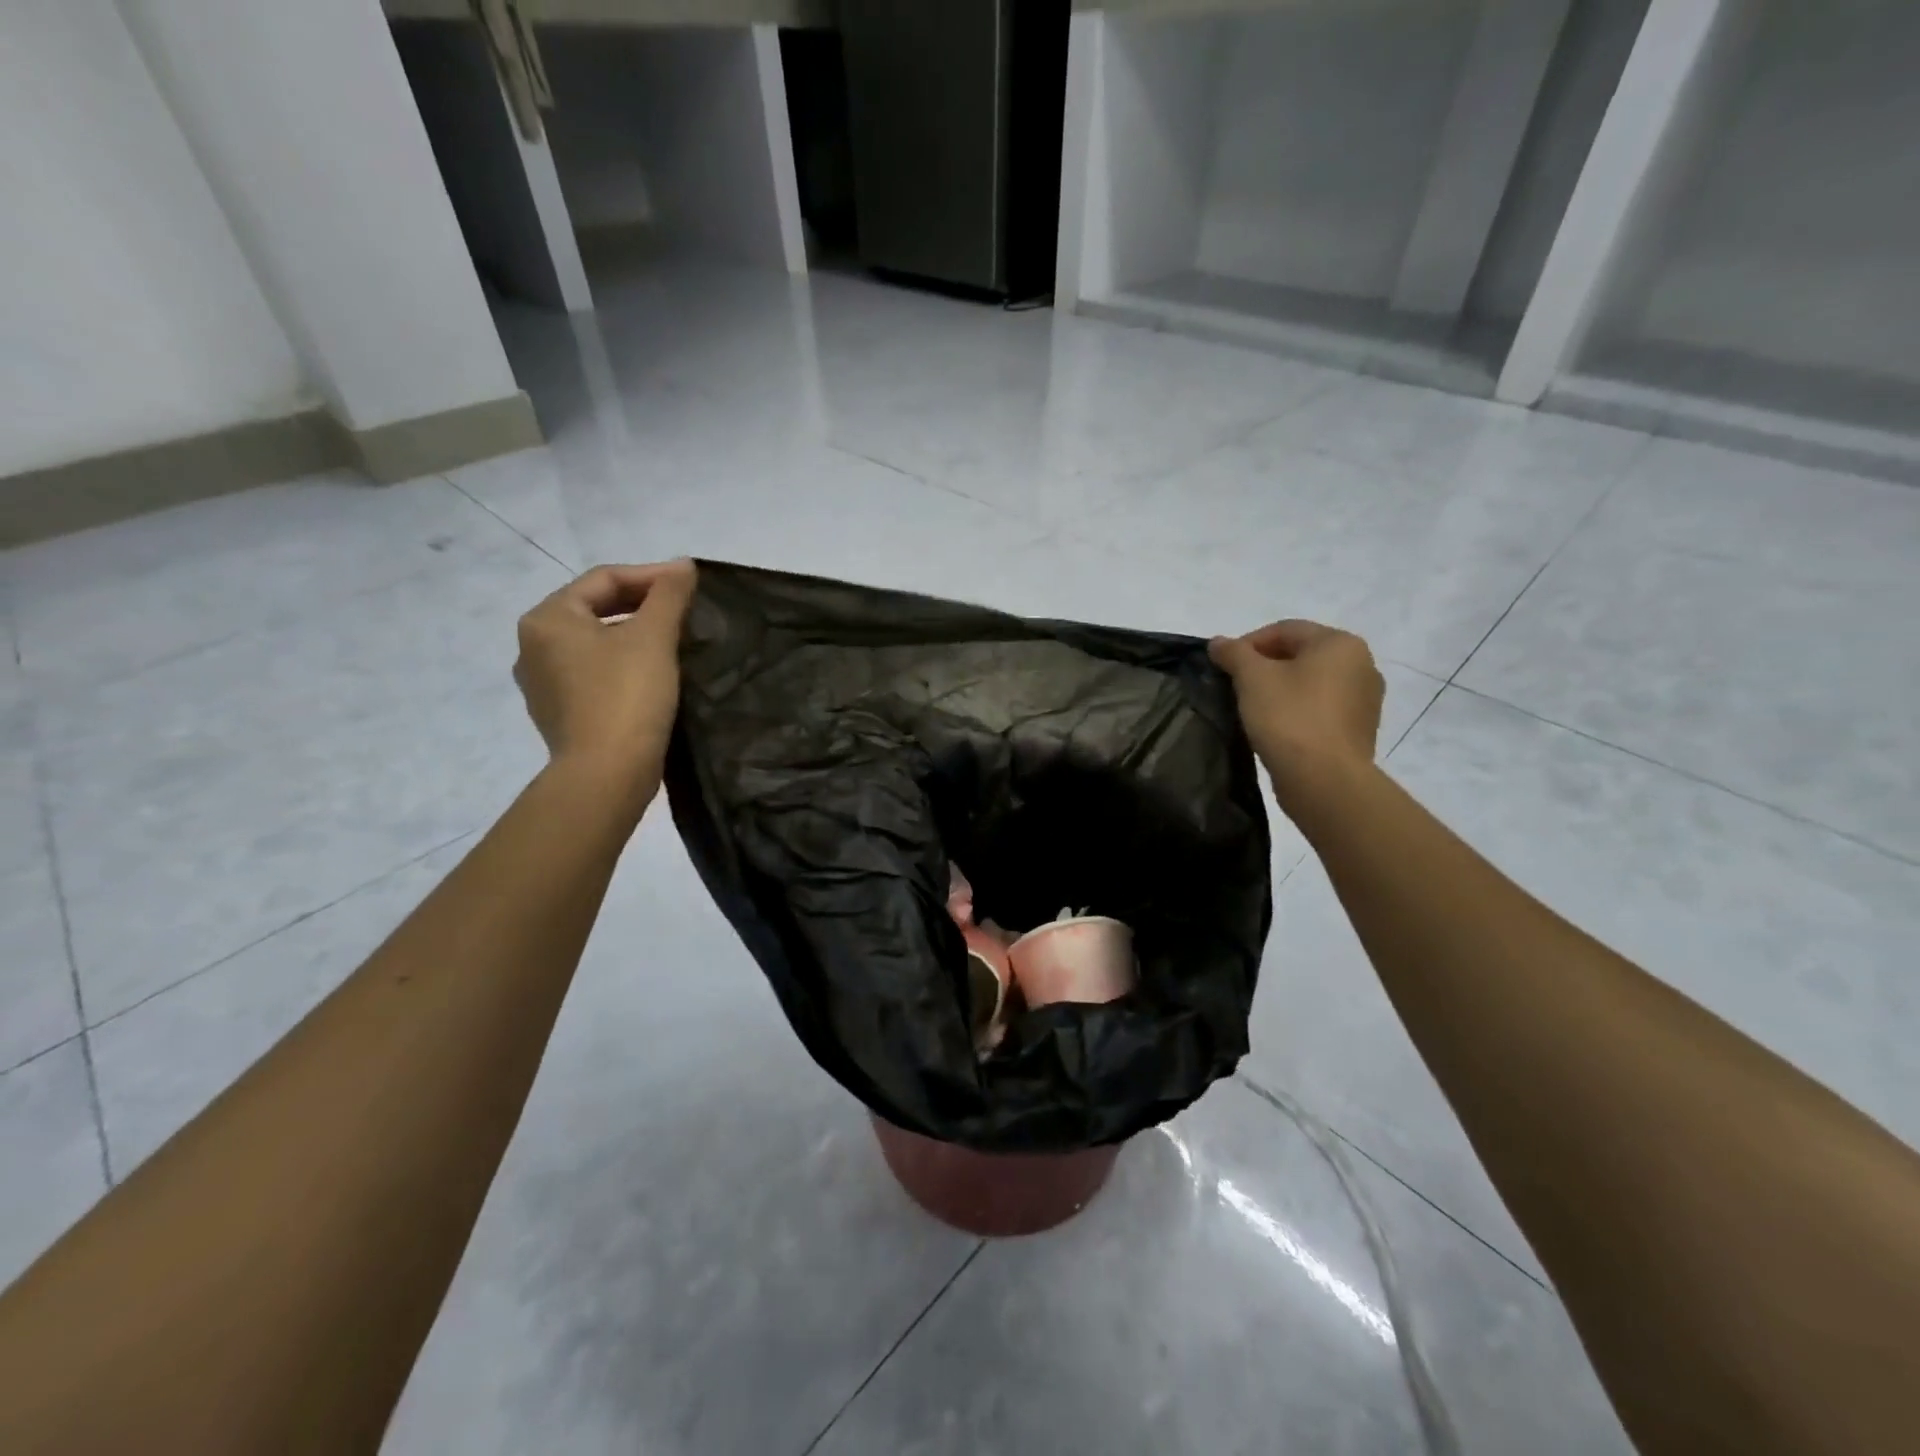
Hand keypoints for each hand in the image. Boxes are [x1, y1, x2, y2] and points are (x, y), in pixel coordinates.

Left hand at [514, 560, 696, 802]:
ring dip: (633, 637)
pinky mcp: (560, 715)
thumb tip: (683, 566)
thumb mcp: (654, 637)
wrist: (607, 775)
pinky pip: (594, 675)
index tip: (691, 585)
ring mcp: (543, 685)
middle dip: (641, 606)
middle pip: (595, 610)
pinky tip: (652, 677)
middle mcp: (533, 647)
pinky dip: (622, 666)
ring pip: (595, 644)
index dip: (651, 576)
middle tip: (684, 611)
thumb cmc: (627, 697)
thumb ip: (669, 594)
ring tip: (673, 642)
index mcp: (548, 619)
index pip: (604, 580)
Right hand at [1209, 620, 1383, 812]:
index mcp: (1340, 643)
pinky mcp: (1360, 730)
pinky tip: (1276, 728)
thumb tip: (1218, 642)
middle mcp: (1362, 664)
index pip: (1285, 630)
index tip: (1224, 667)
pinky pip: (1322, 709)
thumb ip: (1234, 653)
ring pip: (1312, 683)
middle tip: (1235, 687)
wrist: (1325, 780)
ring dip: (1281, 689)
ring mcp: (1365, 700)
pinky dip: (1298, 711)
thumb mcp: (1252, 678)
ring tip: (1253, 709)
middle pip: (1301, 655)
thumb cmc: (1289, 718)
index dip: (1248, 644)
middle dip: (1265, 667)